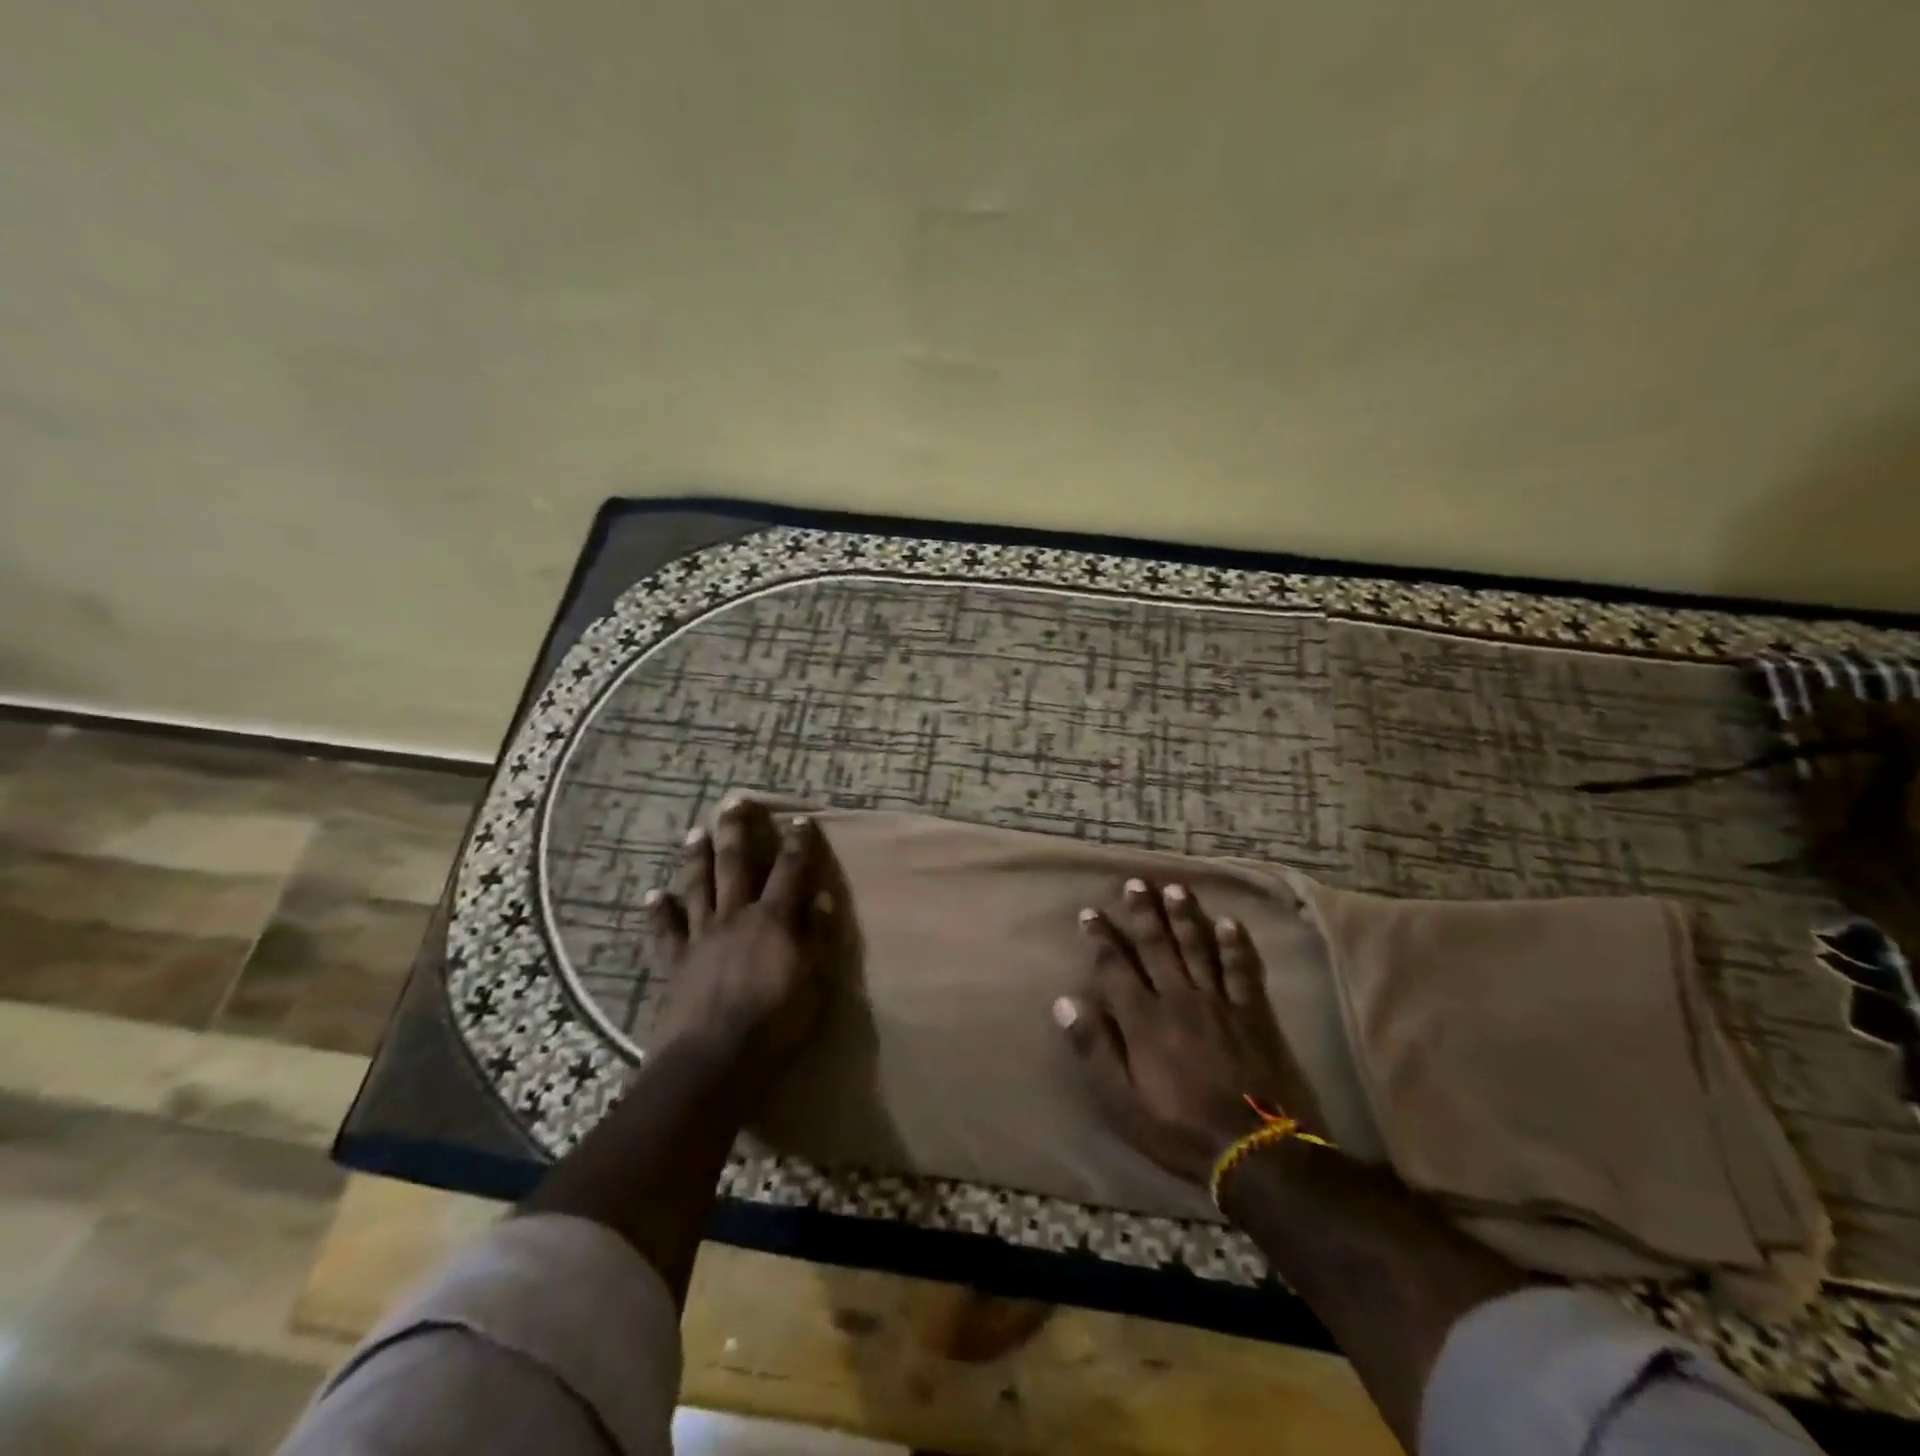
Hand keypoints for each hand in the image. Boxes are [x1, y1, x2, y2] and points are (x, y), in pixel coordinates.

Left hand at [645, 797, 832, 1071]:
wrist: (712, 1061)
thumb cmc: (774, 1024)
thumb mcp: (812, 981)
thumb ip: (816, 937)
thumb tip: (821, 898)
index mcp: (772, 920)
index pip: (790, 871)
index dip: (797, 844)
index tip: (800, 821)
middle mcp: (734, 917)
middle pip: (735, 865)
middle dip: (736, 832)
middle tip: (733, 803)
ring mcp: (700, 938)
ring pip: (696, 888)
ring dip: (695, 859)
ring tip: (694, 833)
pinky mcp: (674, 963)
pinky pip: (663, 932)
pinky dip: (657, 912)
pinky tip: (651, 896)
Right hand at [1054, 878, 1324, 1184]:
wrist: (1254, 1150)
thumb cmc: (1178, 1128)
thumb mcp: (1121, 1100)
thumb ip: (1094, 1047)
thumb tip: (1064, 1002)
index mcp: (1144, 1019)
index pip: (1115, 967)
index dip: (1101, 938)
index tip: (1090, 912)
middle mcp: (1178, 998)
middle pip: (1157, 946)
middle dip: (1144, 913)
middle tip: (1135, 883)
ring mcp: (1218, 1002)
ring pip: (1197, 948)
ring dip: (1184, 916)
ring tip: (1175, 888)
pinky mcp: (1252, 1013)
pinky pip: (1242, 970)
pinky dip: (1236, 945)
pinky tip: (1230, 922)